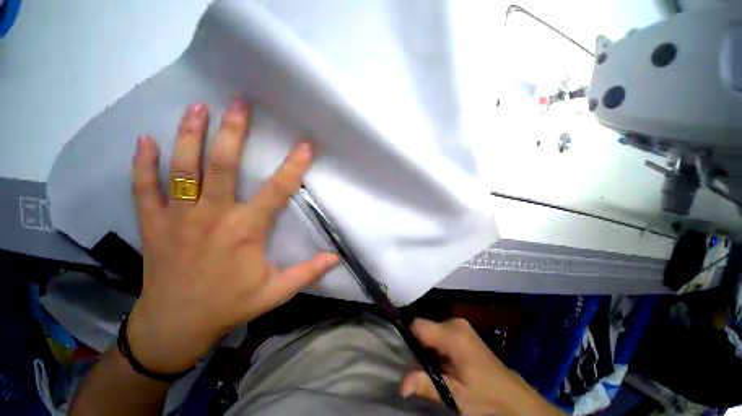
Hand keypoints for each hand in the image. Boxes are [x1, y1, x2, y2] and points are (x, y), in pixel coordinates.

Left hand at [127, 99, 338, 373]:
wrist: (174, 326)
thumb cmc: (228, 306)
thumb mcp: (275, 293)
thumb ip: (307, 273)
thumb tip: (336, 258)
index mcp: (245, 231)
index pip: (277, 191)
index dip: (294, 166)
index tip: (306, 145)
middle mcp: (211, 217)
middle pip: (222, 166)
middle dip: (232, 132)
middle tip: (239, 104)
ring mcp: (177, 218)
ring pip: (182, 169)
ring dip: (189, 135)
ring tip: (197, 107)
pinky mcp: (153, 225)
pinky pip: (143, 189)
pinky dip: (142, 164)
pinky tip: (145, 140)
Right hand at [400, 319, 563, 415]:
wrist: (516, 400)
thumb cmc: (486, 397)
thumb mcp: (455, 395)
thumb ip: (426, 383)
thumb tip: (401, 385)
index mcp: (452, 333)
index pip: (418, 324)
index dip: (410, 340)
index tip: (410, 359)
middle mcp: (456, 323)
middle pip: (425, 327)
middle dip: (421, 347)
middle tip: (425, 369)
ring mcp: (462, 326)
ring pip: (433, 330)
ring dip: (430, 348)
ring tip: (437, 369)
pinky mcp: (466, 332)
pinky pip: (442, 333)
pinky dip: (439, 347)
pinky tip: (447, 365)